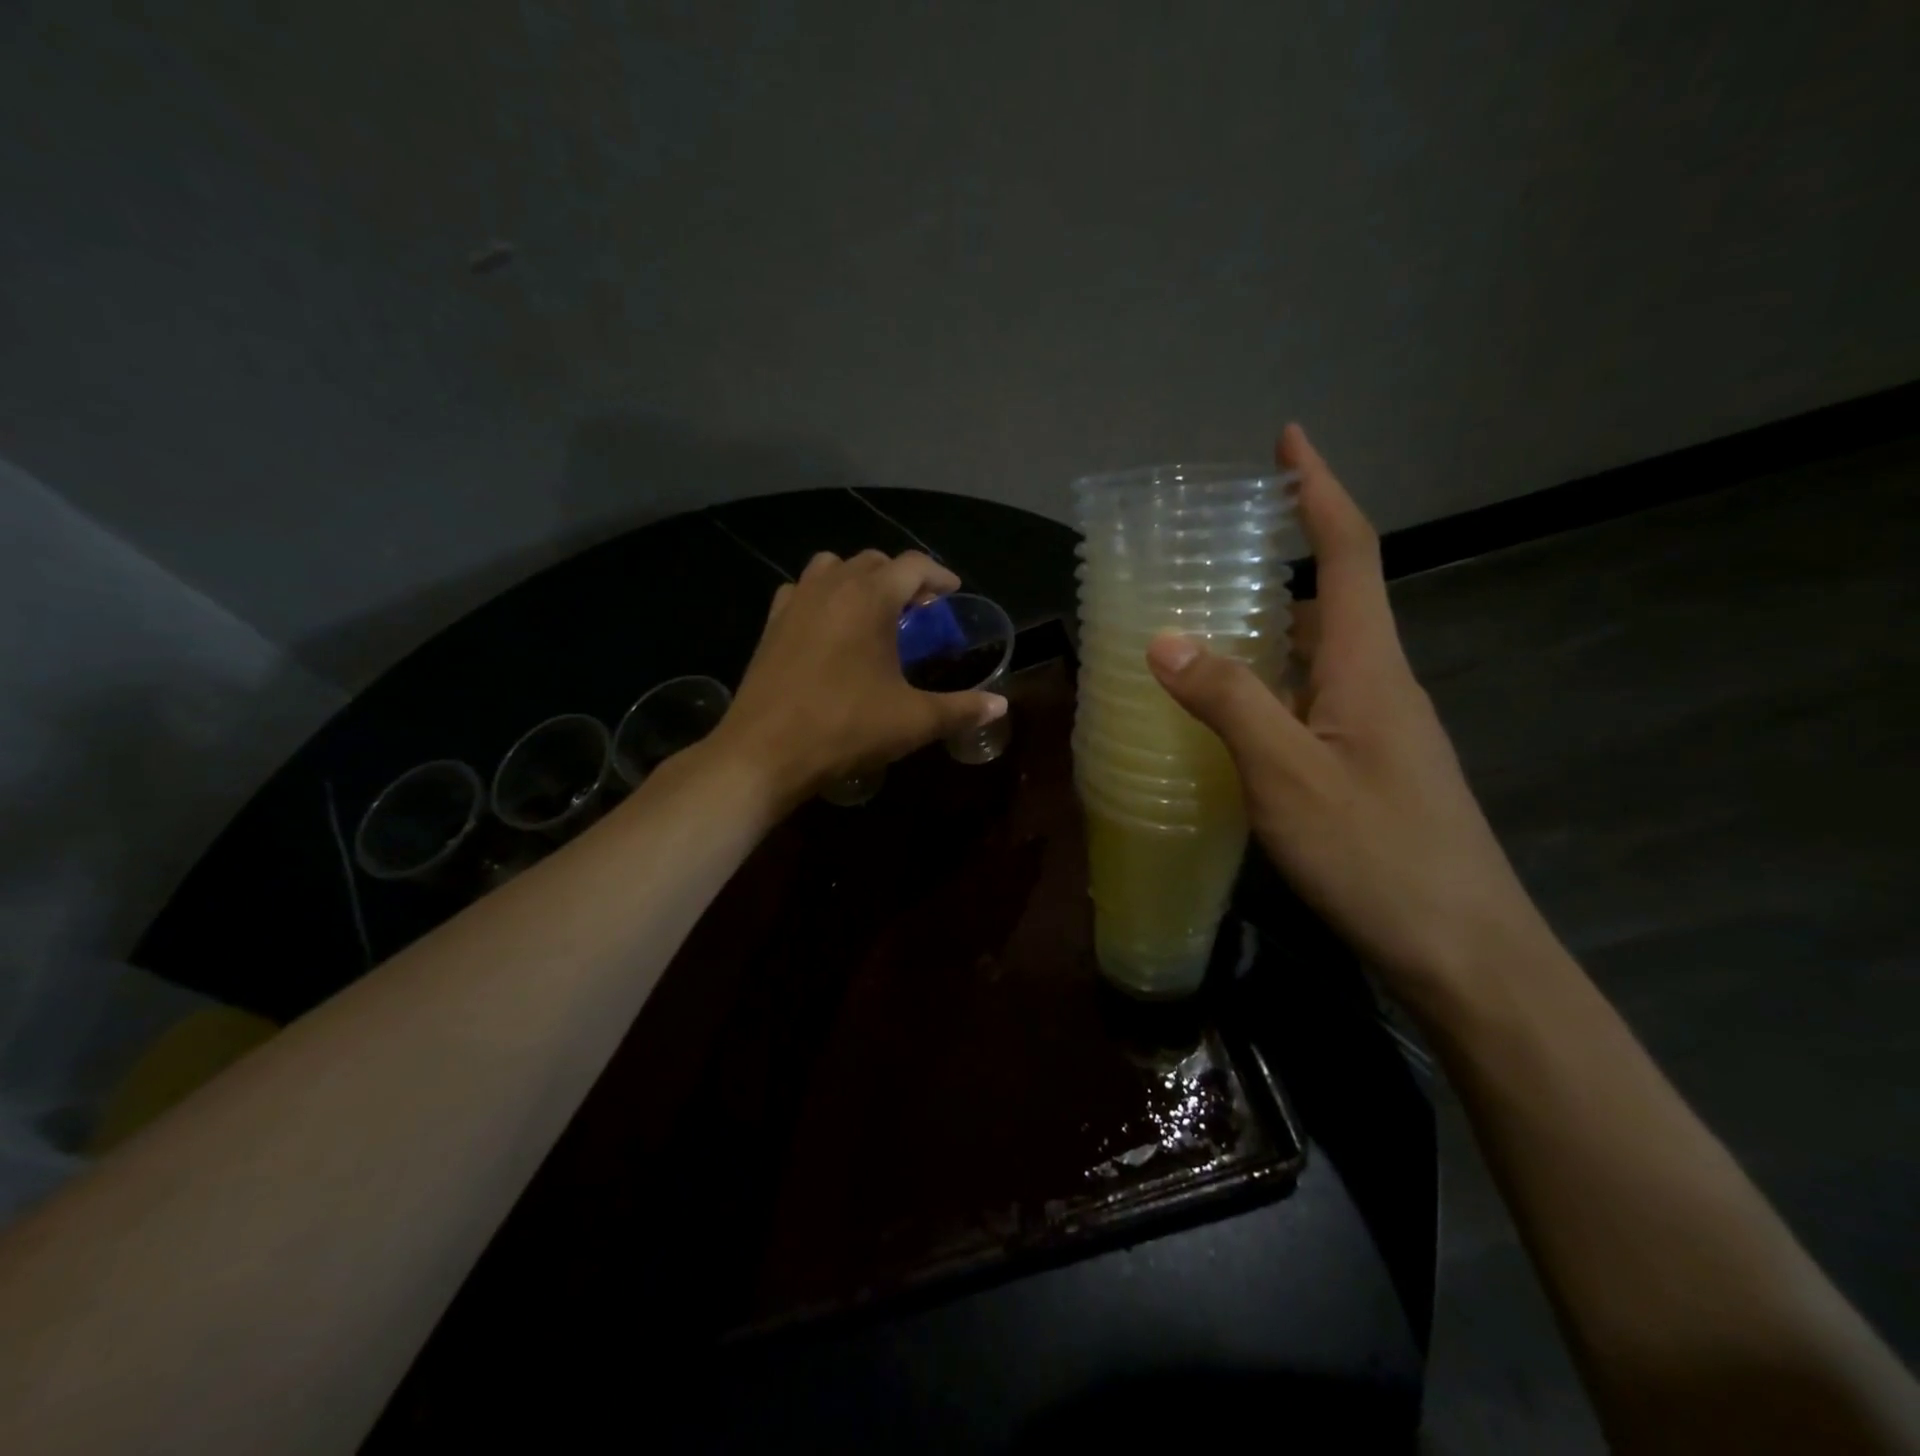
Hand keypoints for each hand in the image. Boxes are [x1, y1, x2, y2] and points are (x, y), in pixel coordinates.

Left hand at [715, 550, 1007, 803]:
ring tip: (875, 613)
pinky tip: (830, 628)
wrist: (764, 752)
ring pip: (833, 568)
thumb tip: (1001, 705)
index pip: (913, 565)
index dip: (939, 575)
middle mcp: (832, 586)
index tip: (953, 593)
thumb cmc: (845, 729)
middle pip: (874, 562)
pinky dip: (823, 596)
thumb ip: (961, 709)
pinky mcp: (772, 624)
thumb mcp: (912, 721)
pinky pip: (802, 590)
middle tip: (920, 610)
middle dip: (902, 578)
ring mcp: (796, 602)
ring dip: (860, 581)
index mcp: (870, 598)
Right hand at [1145, 425, 1549, 1002]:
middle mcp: (1378, 683)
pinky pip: (1312, 699)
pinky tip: (1231, 710)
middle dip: (1284, 554)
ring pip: (1318, 653)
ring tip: (1204, 620)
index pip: (1347, 553)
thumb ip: (1228, 702)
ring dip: (1269, 624)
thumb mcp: (1287, 776)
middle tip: (1213, 548)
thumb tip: (1164, 638)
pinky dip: (1270, 682)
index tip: (1288, 439)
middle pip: (1333, 596)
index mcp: (1367, 666)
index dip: (1319, 490)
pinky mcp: (1368, 766)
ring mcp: (1378, 728)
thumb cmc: (1377, 855)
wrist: (1464, 951)